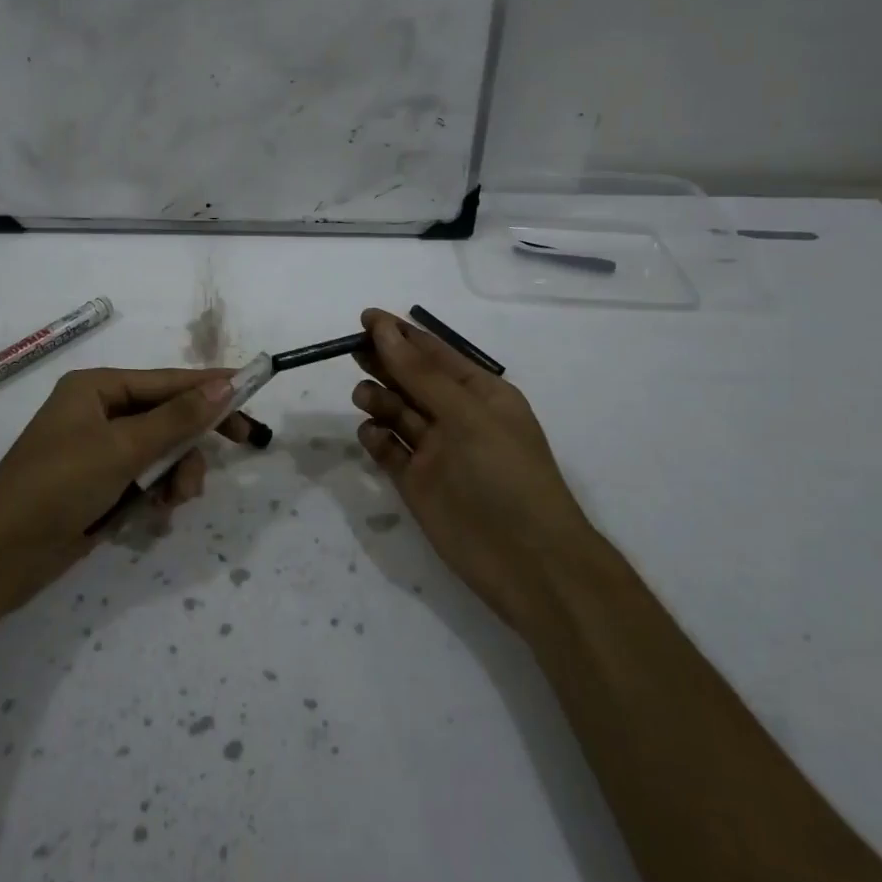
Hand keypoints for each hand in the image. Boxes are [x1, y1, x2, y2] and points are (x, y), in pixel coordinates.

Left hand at [0, 367, 264, 619]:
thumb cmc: (57, 485)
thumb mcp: (122, 449)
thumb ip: (177, 418)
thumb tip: (225, 385)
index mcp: (97, 388)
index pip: (167, 381)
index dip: (211, 386)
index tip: (253, 390)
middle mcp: (99, 412)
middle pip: (168, 416)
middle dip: (193, 439)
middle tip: (243, 444)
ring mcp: (99, 451)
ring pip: (161, 451)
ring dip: (177, 473)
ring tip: (176, 499)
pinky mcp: (100, 485)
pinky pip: (146, 478)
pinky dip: (158, 492)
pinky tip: (158, 512)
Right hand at [351, 308, 590, 629]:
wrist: (528, 563)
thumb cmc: (506, 475)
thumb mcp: (466, 415)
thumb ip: (420, 374)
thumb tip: (383, 328)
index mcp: (481, 394)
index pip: (435, 354)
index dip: (401, 334)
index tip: (365, 318)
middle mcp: (456, 417)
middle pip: (411, 379)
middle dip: (384, 362)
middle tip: (353, 350)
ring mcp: (435, 452)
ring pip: (397, 413)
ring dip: (379, 398)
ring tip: (365, 396)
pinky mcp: (416, 483)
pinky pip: (389, 450)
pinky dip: (376, 438)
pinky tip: (370, 433)